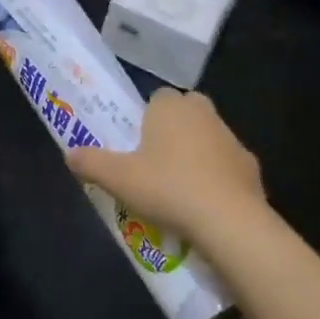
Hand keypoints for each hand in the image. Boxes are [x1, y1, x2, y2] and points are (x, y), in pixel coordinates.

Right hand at [65, 88, 262, 242]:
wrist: (230, 221)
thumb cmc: (168, 188)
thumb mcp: (118, 178)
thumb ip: (91, 163)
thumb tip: (69, 154)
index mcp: (170, 107)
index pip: (157, 97)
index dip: (146, 117)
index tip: (137, 143)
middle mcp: (203, 113)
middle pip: (186, 111)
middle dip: (174, 129)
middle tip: (156, 161)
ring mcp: (231, 138)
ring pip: (208, 137)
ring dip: (197, 153)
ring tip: (179, 187)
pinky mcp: (251, 166)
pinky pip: (227, 166)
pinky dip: (218, 178)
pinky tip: (206, 204)